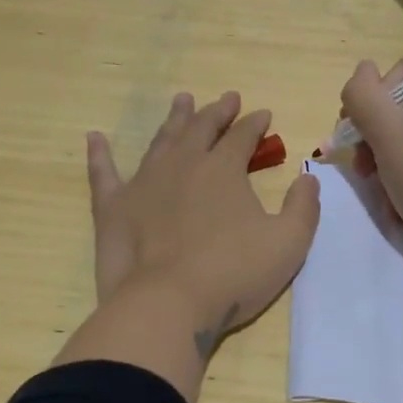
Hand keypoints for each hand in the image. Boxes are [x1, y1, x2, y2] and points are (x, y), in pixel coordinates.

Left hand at [85, 90, 320, 349]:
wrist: (167, 304)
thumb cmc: (232, 274)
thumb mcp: (289, 244)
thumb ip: (303, 208)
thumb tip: (308, 179)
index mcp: (223, 170)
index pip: (242, 136)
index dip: (255, 123)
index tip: (263, 114)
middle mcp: (183, 165)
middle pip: (201, 128)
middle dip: (217, 111)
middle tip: (226, 99)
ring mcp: (143, 183)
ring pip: (161, 140)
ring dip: (174, 119)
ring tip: (181, 100)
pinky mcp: (113, 207)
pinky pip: (103, 173)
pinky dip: (99, 154)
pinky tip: (94, 138)